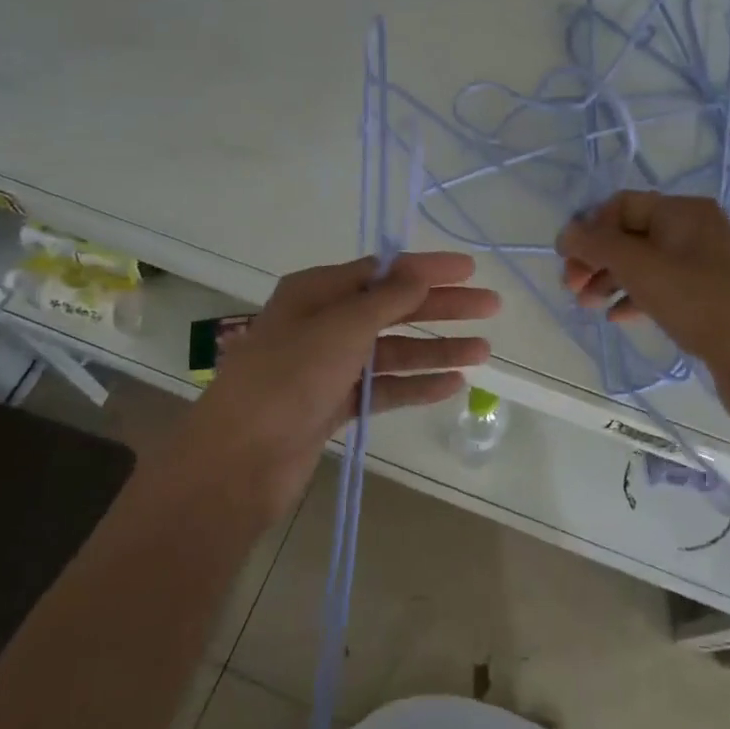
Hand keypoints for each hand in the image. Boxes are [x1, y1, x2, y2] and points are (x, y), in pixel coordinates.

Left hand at [192, 253, 497, 522]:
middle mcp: (322, 323)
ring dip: (436, 349)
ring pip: (392, 351)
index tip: (470, 270)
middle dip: (441, 307)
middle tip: (491, 307)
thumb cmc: (288, 378)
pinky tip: (452, 384)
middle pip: (392, 309)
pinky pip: (383, 387)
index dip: (426, 269)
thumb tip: (419, 274)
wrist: (239, 460)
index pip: (381, 271)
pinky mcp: (333, 404)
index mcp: (316, 292)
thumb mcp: (341, 328)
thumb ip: (386, 300)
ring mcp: (328, 366)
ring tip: (483, 351)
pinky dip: (415, 384)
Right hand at [557, 192, 729, 420]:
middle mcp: (694, 230)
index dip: (589, 228)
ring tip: (588, 306)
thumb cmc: (702, 304)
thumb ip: (597, 245)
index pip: (621, 205)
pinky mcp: (706, 298)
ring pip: (643, 263)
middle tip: (572, 288)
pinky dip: (634, 297)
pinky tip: (618, 317)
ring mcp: (702, 265)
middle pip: (629, 234)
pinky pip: (660, 288)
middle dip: (596, 258)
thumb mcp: (642, 269)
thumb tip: (565, 232)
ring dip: (610, 279)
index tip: (565, 261)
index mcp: (683, 211)